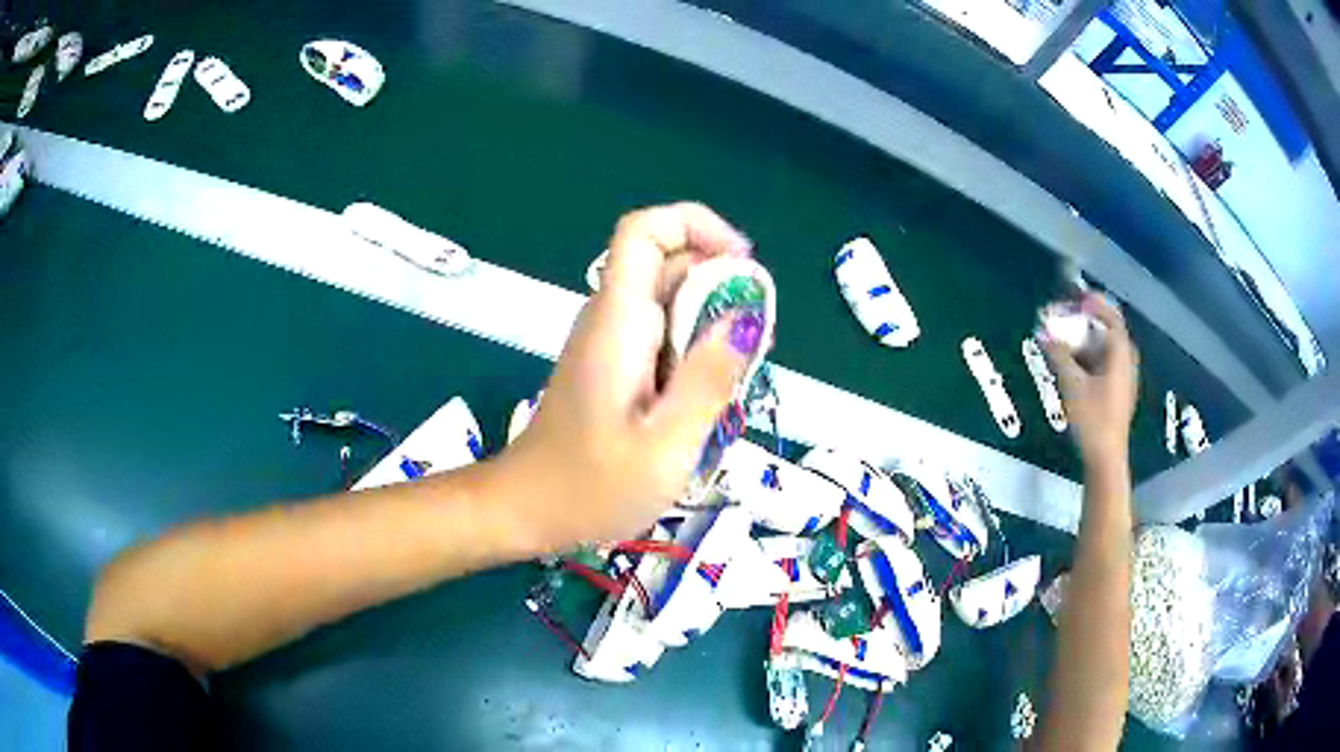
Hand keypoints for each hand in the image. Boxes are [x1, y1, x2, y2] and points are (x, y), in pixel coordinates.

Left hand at [497, 203, 761, 550]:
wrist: (524, 511)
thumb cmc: (589, 487)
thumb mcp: (665, 447)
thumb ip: (708, 381)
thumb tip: (745, 319)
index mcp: (618, 322)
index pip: (645, 231)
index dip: (695, 225)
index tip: (743, 264)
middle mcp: (611, 319)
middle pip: (668, 264)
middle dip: (721, 286)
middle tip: (757, 342)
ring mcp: (610, 342)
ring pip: (671, 302)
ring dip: (713, 325)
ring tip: (739, 377)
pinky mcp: (614, 367)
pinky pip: (663, 336)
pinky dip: (696, 352)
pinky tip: (710, 398)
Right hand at [1042, 294, 1138, 465]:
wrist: (1106, 458)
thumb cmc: (1093, 419)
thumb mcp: (1072, 384)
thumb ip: (1059, 354)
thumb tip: (1043, 331)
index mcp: (1120, 354)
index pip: (1111, 317)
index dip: (1094, 304)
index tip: (1075, 298)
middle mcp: (1125, 362)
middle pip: (1108, 331)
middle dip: (1086, 321)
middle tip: (1066, 317)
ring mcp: (1122, 379)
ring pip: (1104, 349)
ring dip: (1085, 340)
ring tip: (1065, 339)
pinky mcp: (1116, 392)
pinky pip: (1103, 363)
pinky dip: (1088, 356)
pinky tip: (1073, 364)